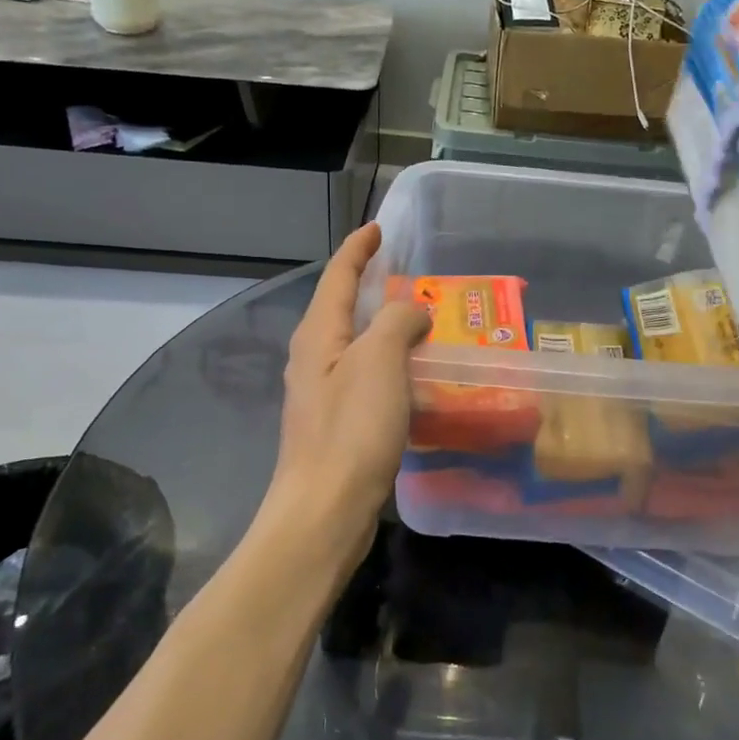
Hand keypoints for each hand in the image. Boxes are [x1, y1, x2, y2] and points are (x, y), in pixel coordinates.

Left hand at [257, 224, 428, 568]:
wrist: (325, 511)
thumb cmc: (351, 429)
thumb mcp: (379, 362)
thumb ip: (397, 322)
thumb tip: (413, 309)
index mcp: (319, 335)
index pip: (337, 276)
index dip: (358, 249)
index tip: (378, 228)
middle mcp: (315, 358)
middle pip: (343, 307)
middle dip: (372, 285)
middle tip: (411, 273)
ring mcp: (324, 393)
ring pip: (358, 344)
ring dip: (386, 326)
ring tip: (423, 319)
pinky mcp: (339, 424)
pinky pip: (368, 376)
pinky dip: (392, 363)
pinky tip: (416, 375)